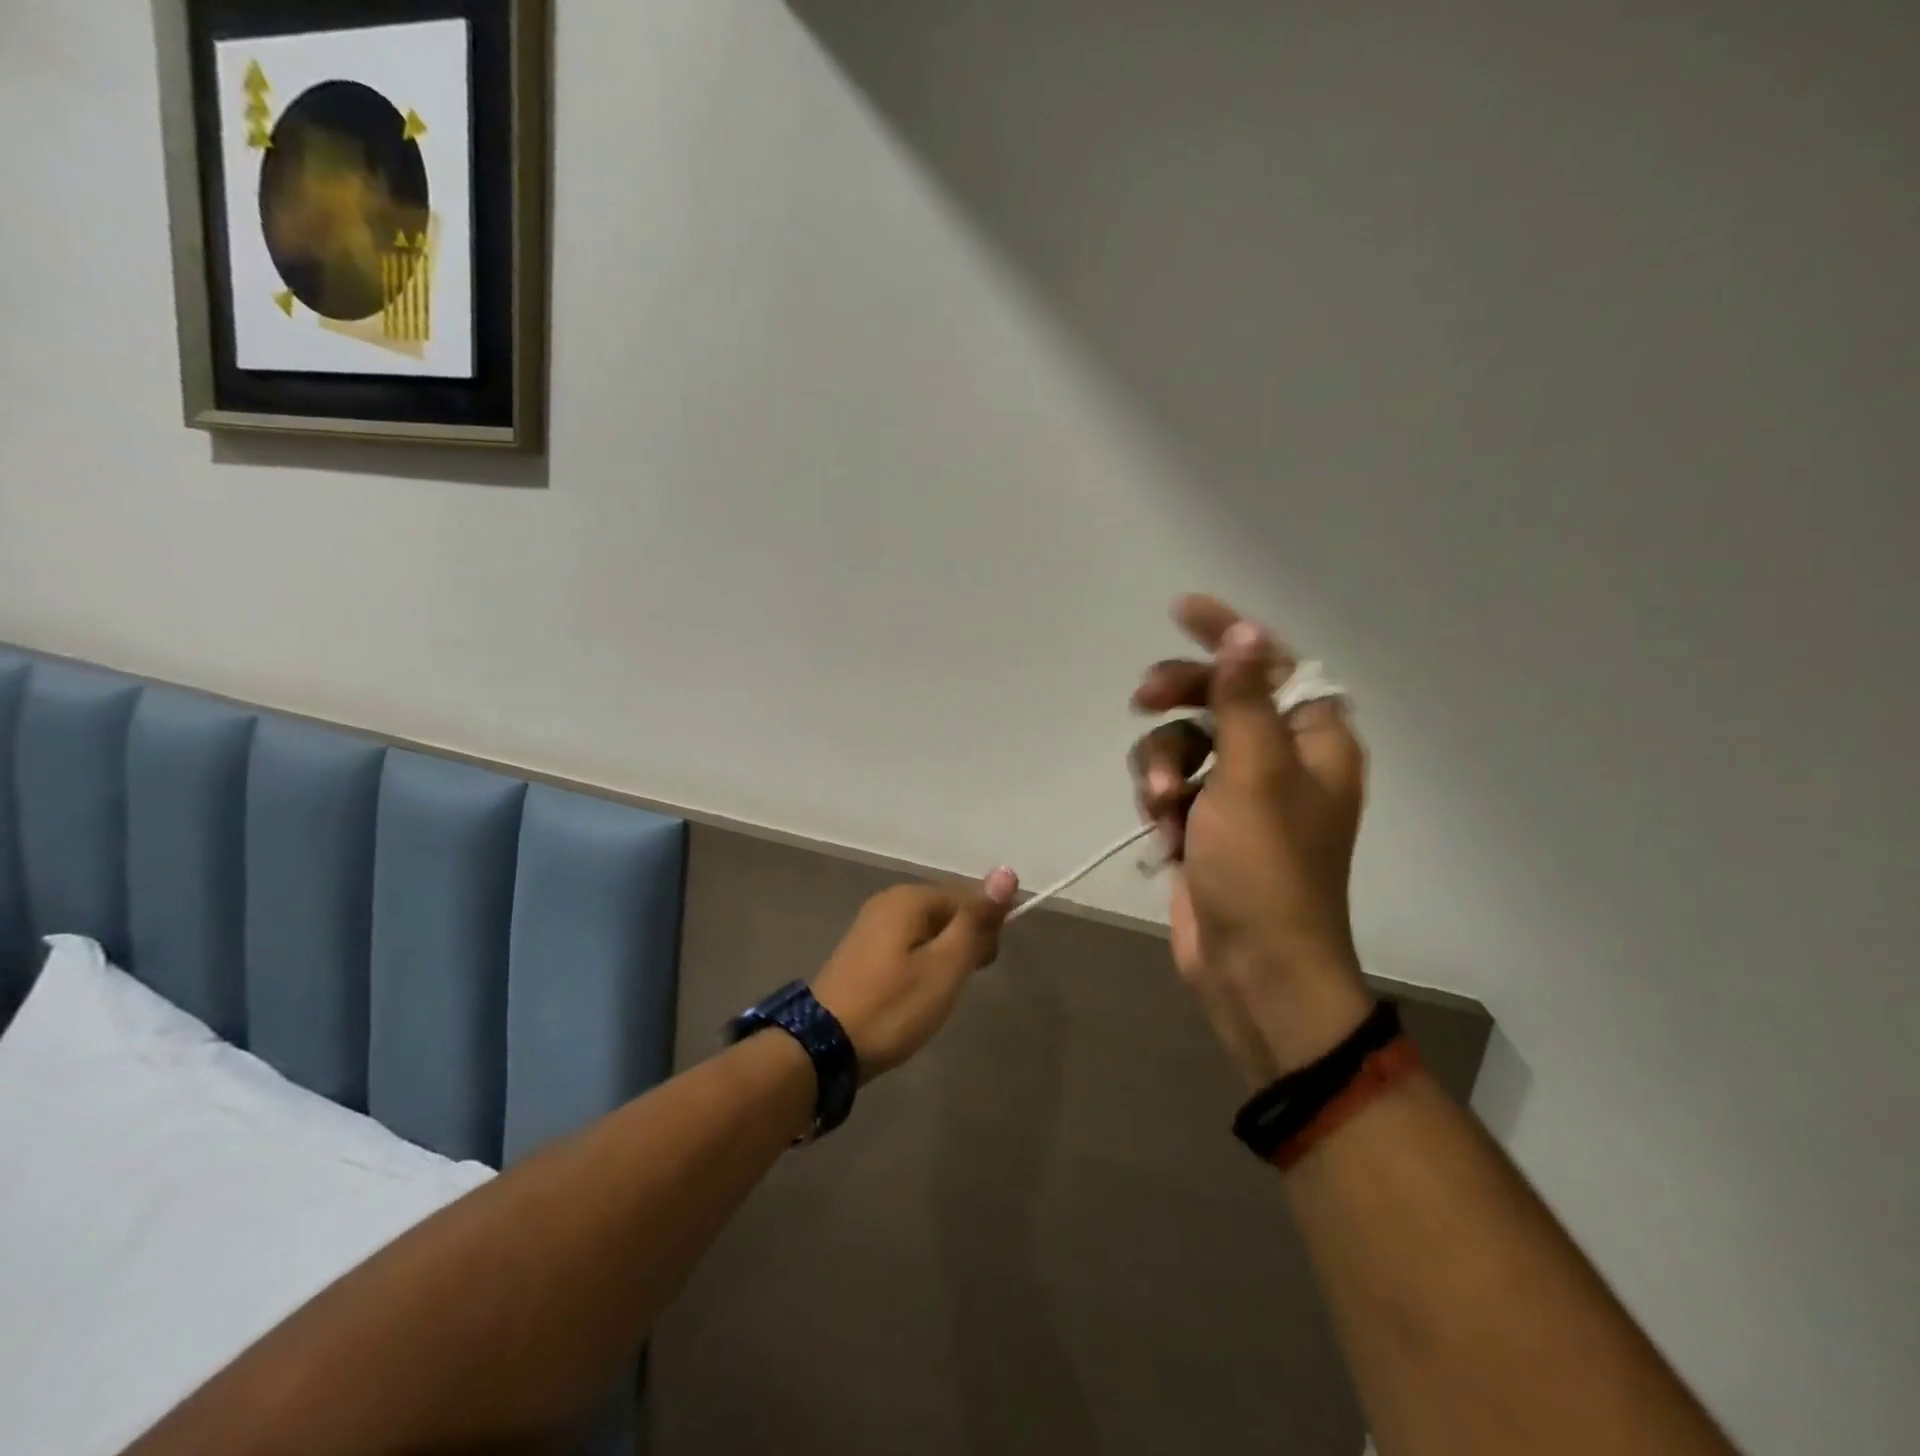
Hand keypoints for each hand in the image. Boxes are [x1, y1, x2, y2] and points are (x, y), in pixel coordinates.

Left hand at [811, 869, 1019, 1079]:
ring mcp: (871, 926)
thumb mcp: (945, 965)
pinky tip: (916, 994)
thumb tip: (1006, 871)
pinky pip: (907, 946)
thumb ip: (976, 919)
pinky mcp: (862, 952)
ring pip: (927, 931)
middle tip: (958, 985)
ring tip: (939, 995)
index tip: (985, 967)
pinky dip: (921, 964)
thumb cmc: (894, 1006)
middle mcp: (888, 901)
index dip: (986, 929)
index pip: (968, 898)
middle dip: (964, 942)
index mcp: (910, 898)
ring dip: (944, 957)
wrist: (824, 1047)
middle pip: (947, 912)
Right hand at [1130, 595, 1372, 1087]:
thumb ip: (1245, 700)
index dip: (1229, 634)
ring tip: (1161, 804)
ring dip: (1161, 765)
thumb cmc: (1265, 868)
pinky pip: (1172, 784)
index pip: (1273, 664)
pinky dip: (1160, 800)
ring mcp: (1239, 795)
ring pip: (1184, 743)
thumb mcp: (1254, 775)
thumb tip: (1246, 633)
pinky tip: (1162, 832)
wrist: (1252, 967)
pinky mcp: (1205, 825)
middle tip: (1141, 700)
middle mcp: (1281, 760)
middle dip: (1177, 700)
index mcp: (1314, 742)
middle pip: (1220, 698)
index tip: (1181, 610)